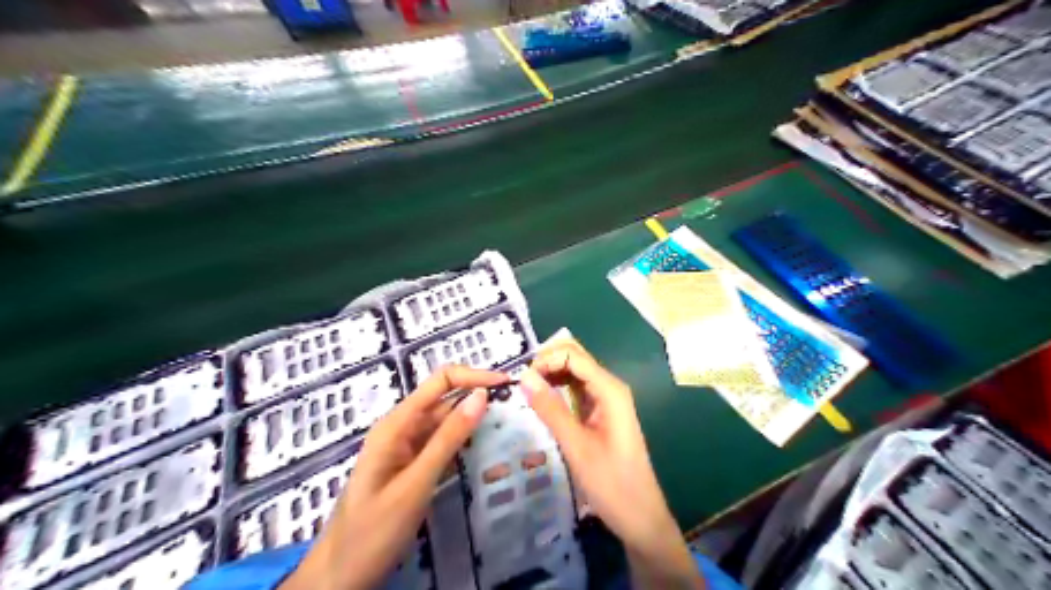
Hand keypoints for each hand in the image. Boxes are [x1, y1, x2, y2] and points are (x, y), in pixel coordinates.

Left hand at [280, 363, 509, 588]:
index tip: (506, 384)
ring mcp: (407, 447)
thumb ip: (449, 438)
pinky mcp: (412, 466)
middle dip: (478, 397)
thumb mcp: (416, 483)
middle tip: (516, 407)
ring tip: (508, 425)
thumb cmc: (374, 530)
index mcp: (396, 423)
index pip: (440, 382)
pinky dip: (464, 443)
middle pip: (445, 399)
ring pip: (446, 423)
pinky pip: (441, 445)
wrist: (340, 577)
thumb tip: (481, 396)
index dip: (474, 377)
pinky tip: (485, 448)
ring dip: (474, 421)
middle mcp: (402, 428)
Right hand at [519, 341, 700, 589]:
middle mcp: (609, 387)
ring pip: (574, 373)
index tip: (521, 381)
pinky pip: (576, 391)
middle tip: (520, 385)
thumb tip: (524, 376)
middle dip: (546, 364)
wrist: (640, 518)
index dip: (545, 360)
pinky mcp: (601, 414)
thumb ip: (550, 409)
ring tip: (525, 393)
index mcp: (610, 389)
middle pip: (574, 359)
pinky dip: (558, 391)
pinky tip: (541, 403)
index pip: (572, 355)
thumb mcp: (576, 446)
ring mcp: (606, 400)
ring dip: (550, 376)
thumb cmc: (611, 483)